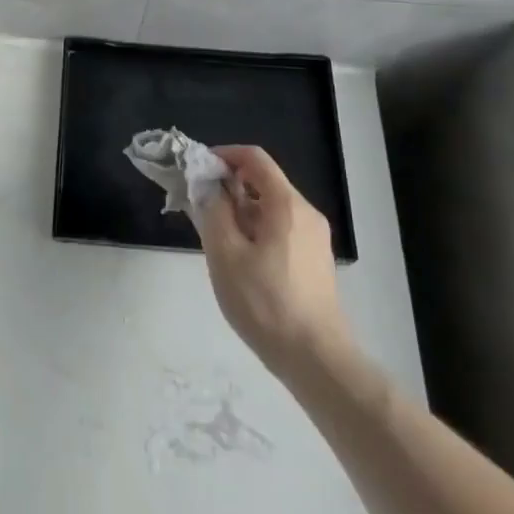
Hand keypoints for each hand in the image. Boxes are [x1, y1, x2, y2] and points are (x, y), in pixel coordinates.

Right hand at [194, 146, 351, 377]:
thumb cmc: (265, 302)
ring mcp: (314, 238)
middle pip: (263, 182)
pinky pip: (281, 229)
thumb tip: (209, 186)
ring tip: (216, 240)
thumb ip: (213, 211)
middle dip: (229, 187)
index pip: (255, 158)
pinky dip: (256, 230)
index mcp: (286, 204)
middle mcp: (306, 213)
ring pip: (271, 208)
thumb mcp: (225, 254)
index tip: (198, 170)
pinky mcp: (315, 260)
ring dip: (241, 212)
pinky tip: (241, 261)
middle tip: (201, 209)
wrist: (315, 358)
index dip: (224, 155)